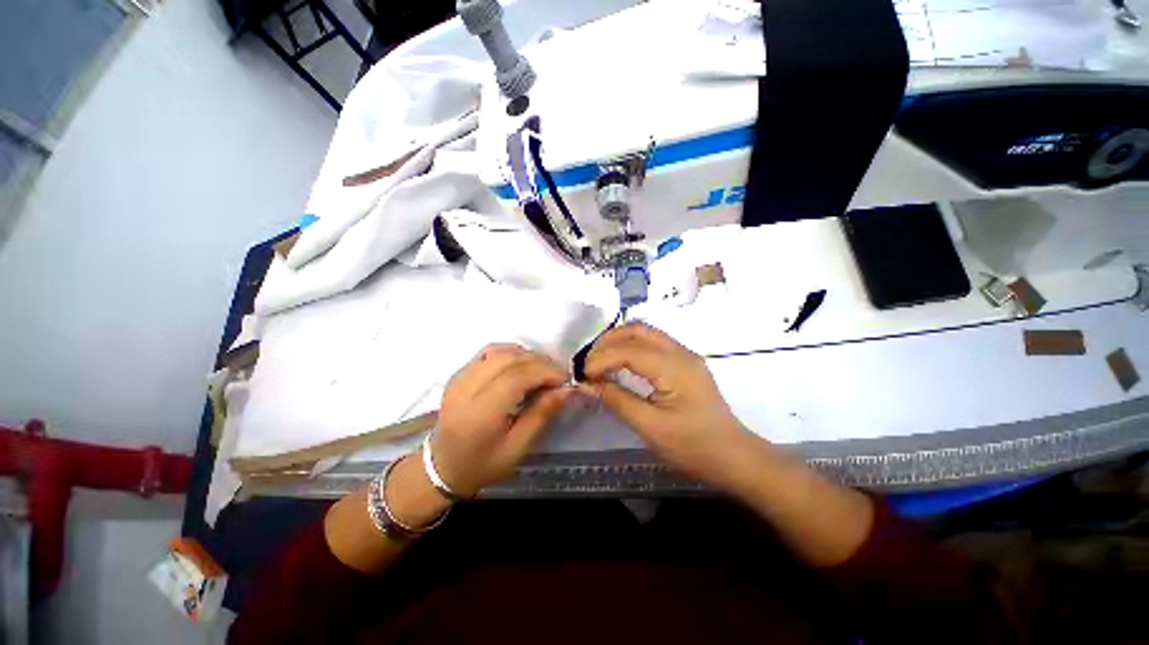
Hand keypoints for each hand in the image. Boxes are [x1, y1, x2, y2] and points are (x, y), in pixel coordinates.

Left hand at [432, 344, 572, 496]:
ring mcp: (459, 377)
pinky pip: (488, 352)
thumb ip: (542, 415)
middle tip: (557, 374)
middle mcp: (466, 388)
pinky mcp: (459, 373)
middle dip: (539, 361)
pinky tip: (522, 365)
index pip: (516, 377)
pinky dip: (510, 353)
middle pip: (508, 359)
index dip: (545, 372)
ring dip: (526, 355)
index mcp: (480, 412)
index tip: (565, 379)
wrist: (443, 467)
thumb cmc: (483, 464)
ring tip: (542, 369)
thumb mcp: (518, 448)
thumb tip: (566, 390)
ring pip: (499, 351)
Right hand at [582, 323, 756, 486]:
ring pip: (645, 332)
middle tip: (589, 363)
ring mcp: (684, 354)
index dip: (601, 359)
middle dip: (608, 341)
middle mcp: (680, 352)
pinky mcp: (684, 362)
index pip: (628, 350)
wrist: (734, 456)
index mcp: (674, 367)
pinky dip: (631, 347)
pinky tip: (620, 363)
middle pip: (637, 329)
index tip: (583, 376)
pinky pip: (653, 343)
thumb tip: (586, 384)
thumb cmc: (694, 446)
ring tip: (600, 361)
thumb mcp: (650, 427)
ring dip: (619, 341)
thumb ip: (616, 400)